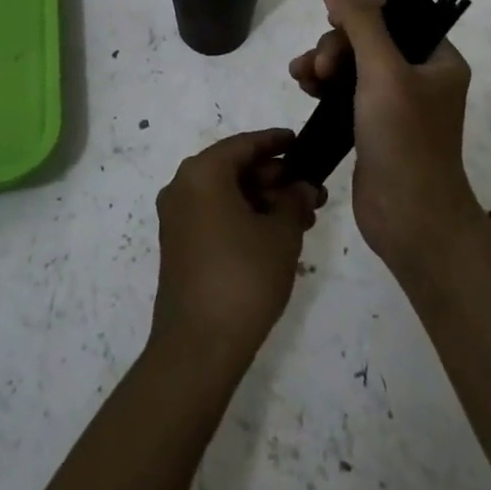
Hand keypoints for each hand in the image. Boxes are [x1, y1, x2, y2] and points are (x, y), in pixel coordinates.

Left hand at [150, 130, 324, 373]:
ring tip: (304, 217)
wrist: (198, 347)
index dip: (276, 142)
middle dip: (276, 178)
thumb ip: (294, 202)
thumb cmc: (243, 278)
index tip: (301, 142)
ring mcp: (177, 218)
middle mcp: (182, 187)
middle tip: (313, 191)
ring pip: (227, 194)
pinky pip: (215, 215)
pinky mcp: (179, 246)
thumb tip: (302, 187)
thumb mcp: (280, 235)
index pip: (244, 145)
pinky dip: (245, 217)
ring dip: (264, 201)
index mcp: (202, 173)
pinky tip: (277, 235)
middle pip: (234, 169)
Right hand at [288, 0, 477, 271]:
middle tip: (319, 67)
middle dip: (336, 44)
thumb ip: (358, 21)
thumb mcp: (381, 72)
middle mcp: (420, 74)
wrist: (410, 221)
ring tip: (302, 76)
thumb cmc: (404, 141)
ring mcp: (396, 101)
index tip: (333, 27)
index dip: (358, 13)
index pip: (394, 13)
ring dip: (323, 61)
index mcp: (437, 57)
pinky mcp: (374, 125)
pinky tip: (303, 87)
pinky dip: (323, 83)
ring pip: (351, 62)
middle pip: (368, 36)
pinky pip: (345, 88)